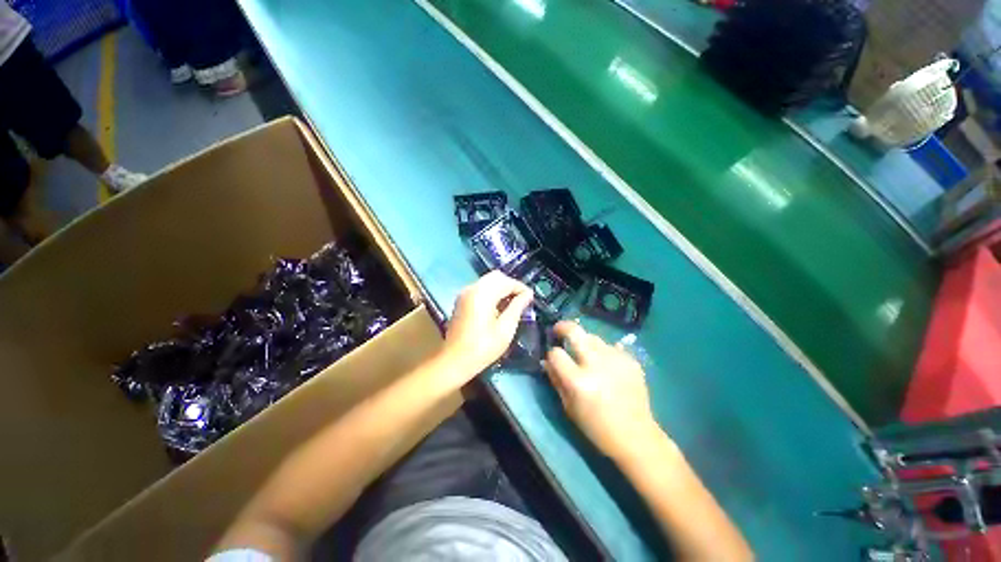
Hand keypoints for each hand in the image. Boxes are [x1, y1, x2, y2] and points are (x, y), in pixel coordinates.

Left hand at [442, 271, 533, 374]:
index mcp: (482, 294)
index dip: (521, 288)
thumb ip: (517, 307)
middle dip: (511, 286)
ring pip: (488, 281)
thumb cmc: (482, 348)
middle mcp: (472, 288)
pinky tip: (498, 308)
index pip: (507, 281)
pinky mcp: (461, 301)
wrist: (454, 361)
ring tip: (512, 305)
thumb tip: (528, 294)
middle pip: (496, 277)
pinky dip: (492, 293)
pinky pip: (480, 289)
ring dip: (501, 289)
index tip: (531, 298)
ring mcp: (464, 294)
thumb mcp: (506, 329)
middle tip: (522, 301)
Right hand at [544, 321, 661, 459]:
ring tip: (586, 354)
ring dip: (585, 342)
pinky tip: (606, 364)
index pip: (556, 354)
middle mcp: (596, 365)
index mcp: (578, 381)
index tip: (553, 358)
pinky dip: (604, 352)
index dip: (551, 354)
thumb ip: (556, 380)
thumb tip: (546, 361)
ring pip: (593, 337)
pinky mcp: (631, 361)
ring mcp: (616, 360)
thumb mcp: (568, 407)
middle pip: (575, 331)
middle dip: (563, 327)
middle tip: (559, 330)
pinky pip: (611, 347)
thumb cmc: (596, 427)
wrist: (636, 436)